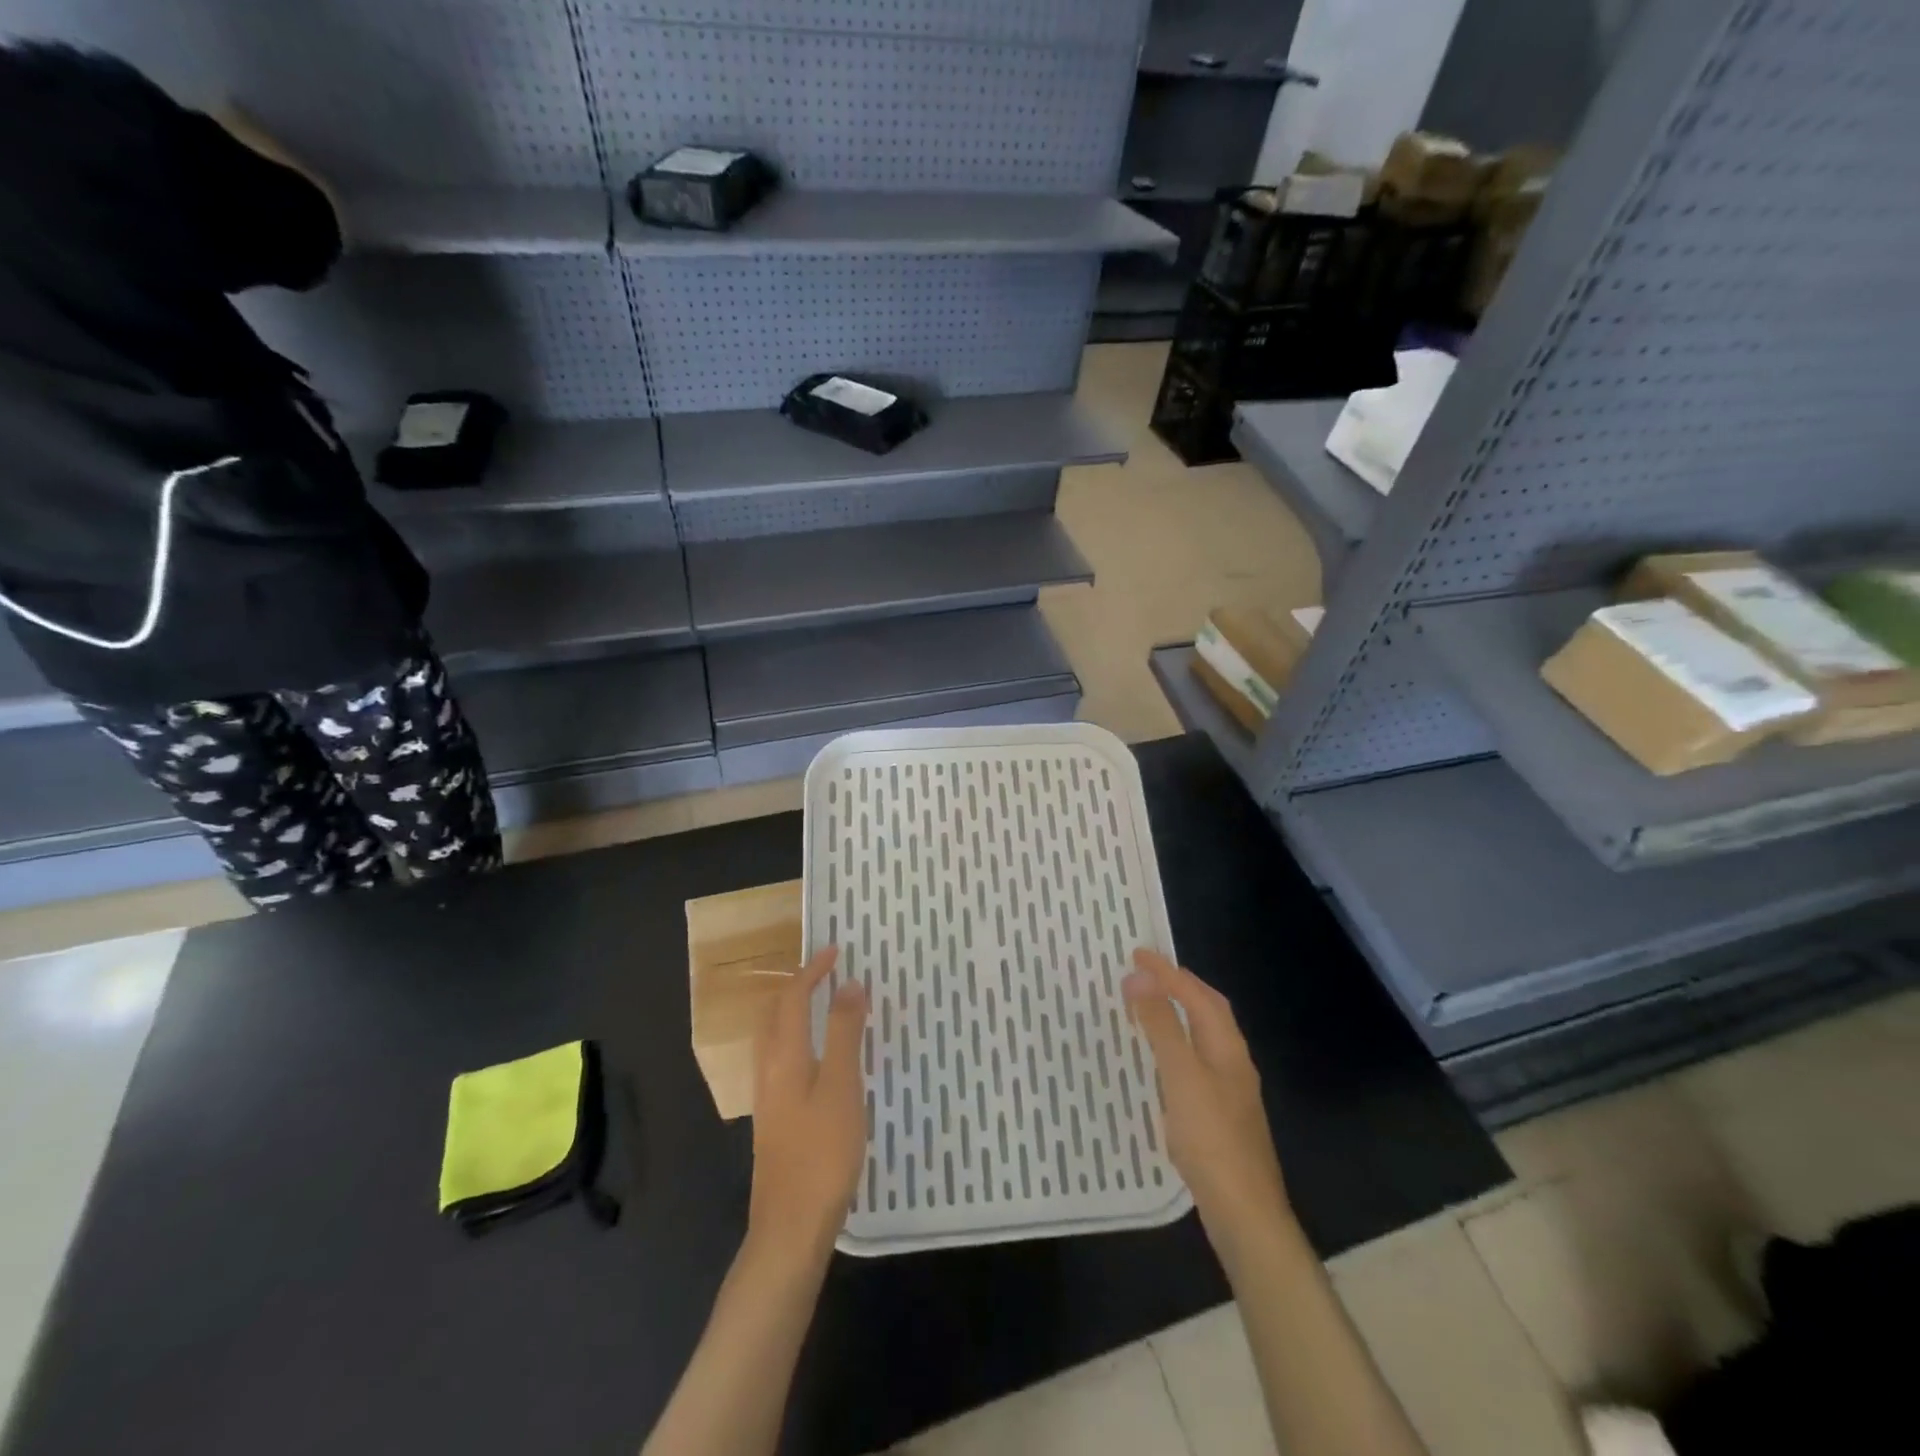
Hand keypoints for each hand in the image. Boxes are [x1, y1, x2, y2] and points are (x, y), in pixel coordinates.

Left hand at [747, 947, 868, 1264]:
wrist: (790, 1228)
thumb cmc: (822, 1153)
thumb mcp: (842, 1087)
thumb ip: (845, 1034)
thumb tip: (850, 984)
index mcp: (784, 1057)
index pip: (793, 997)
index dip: (813, 970)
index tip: (837, 950)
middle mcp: (769, 1070)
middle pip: (774, 1013)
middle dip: (797, 985)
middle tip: (827, 971)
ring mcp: (768, 1097)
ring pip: (774, 1037)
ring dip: (794, 1010)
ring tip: (823, 1003)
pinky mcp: (775, 1119)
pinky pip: (782, 1059)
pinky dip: (798, 1037)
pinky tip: (820, 1057)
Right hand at [1125, 949, 1289, 1257]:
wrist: (1245, 1213)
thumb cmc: (1211, 1138)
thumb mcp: (1181, 1075)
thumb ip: (1161, 1025)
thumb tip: (1140, 977)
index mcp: (1227, 1047)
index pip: (1198, 995)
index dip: (1168, 972)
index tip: (1137, 953)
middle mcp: (1233, 1062)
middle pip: (1209, 1012)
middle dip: (1180, 986)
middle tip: (1147, 972)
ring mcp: (1231, 1091)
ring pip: (1204, 1037)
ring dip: (1179, 1014)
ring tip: (1150, 1005)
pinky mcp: (1221, 1116)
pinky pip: (1197, 1061)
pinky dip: (1177, 1045)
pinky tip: (1162, 1062)